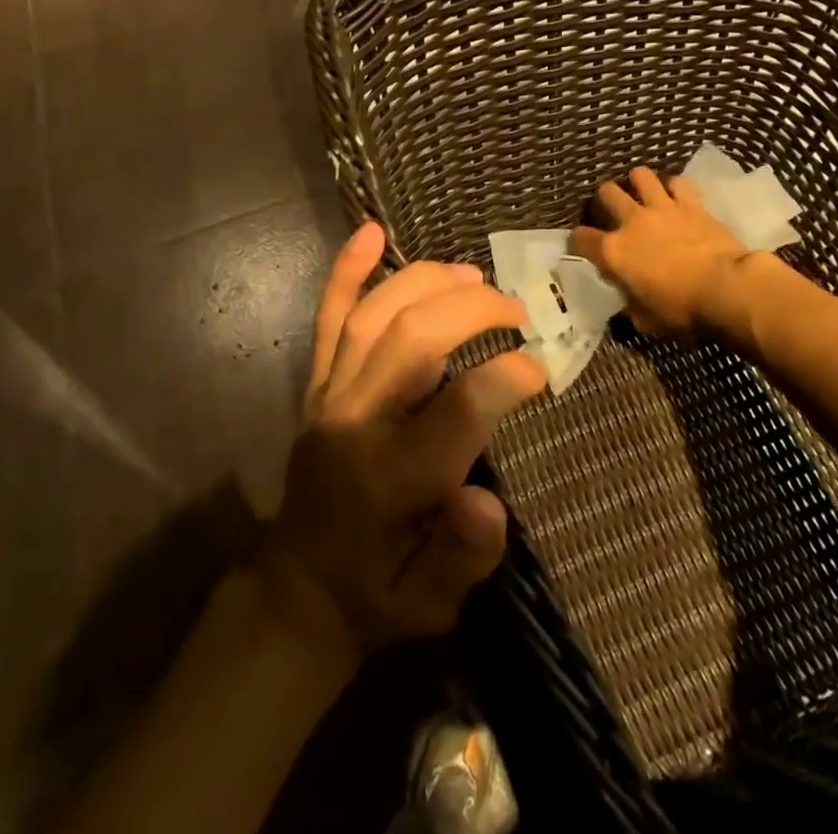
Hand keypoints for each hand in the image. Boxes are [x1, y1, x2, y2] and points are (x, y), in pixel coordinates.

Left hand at [260, 222, 545, 661]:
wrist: (297, 591)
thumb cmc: (377, 594)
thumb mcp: (430, 605)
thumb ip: (463, 557)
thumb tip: (487, 501)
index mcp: (391, 480)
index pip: (458, 410)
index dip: (507, 377)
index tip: (540, 368)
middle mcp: (355, 423)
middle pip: (413, 340)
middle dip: (475, 311)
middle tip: (518, 312)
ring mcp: (329, 395)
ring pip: (375, 315)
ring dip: (427, 282)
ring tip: (473, 276)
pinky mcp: (315, 383)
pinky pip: (328, 317)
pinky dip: (347, 270)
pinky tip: (370, 231)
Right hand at [570, 167, 751, 337]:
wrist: (725, 288)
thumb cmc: (682, 310)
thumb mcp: (646, 320)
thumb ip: (630, 303)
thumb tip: (628, 297)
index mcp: (614, 252)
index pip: (581, 238)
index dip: (578, 241)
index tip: (582, 246)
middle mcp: (632, 222)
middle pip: (607, 193)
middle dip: (606, 199)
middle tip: (613, 210)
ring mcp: (662, 208)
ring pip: (640, 176)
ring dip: (638, 182)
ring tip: (642, 192)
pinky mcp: (691, 204)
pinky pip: (677, 183)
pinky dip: (674, 188)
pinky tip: (677, 196)